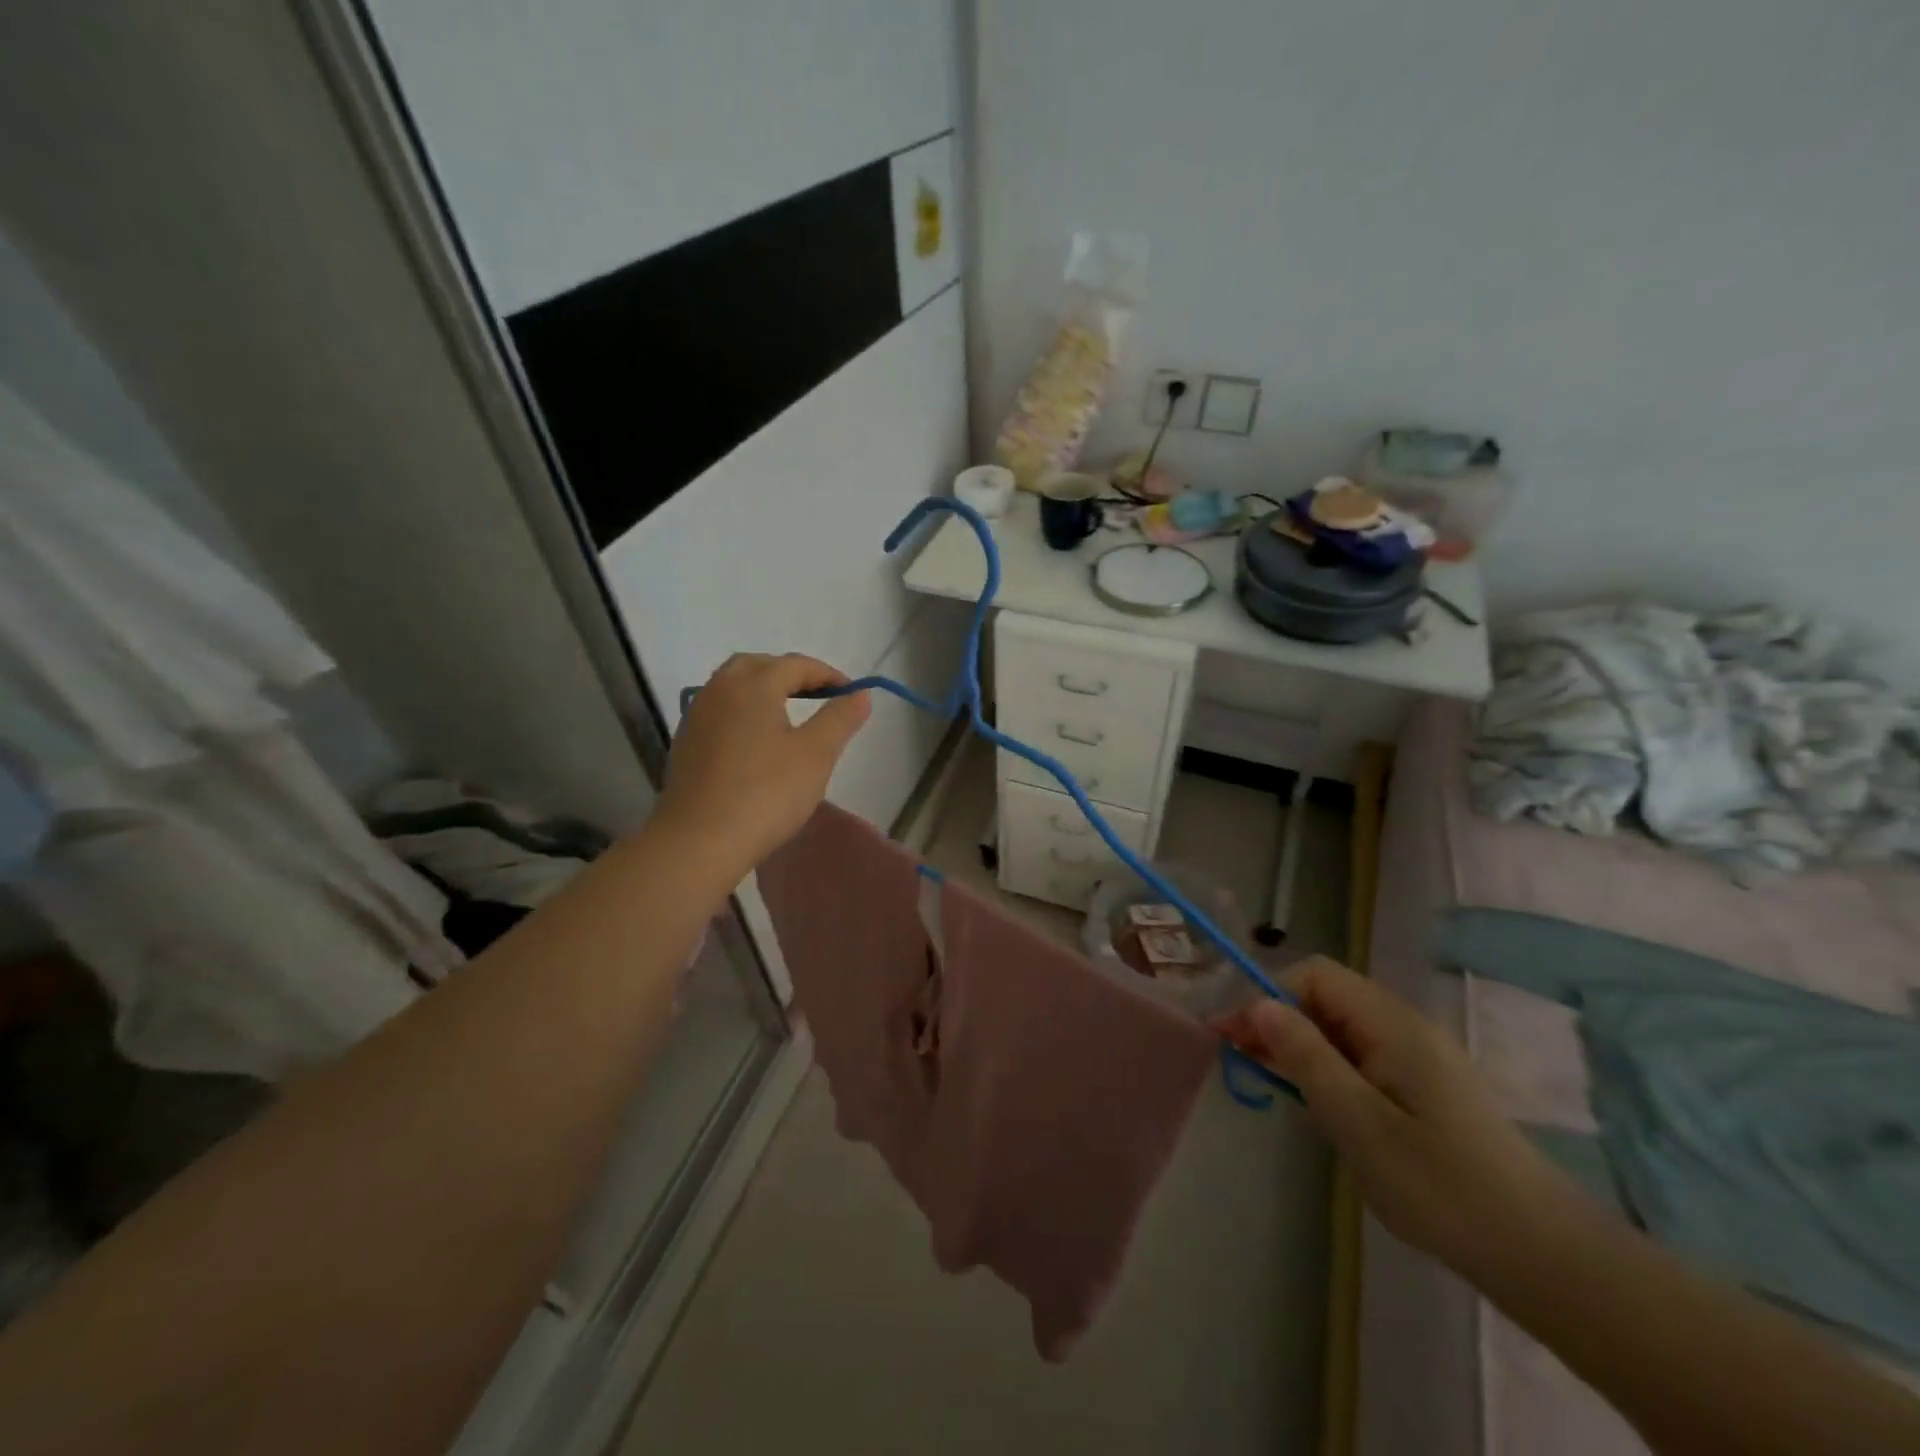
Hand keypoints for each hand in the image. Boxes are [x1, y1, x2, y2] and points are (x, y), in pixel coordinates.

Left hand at [654, 654, 870, 878]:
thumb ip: (840, 718)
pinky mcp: (686, 743)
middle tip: (816, 695)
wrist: (699, 841)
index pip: (795, 664)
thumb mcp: (816, 755)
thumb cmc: (766, 793)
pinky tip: (757, 742)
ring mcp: (697, 716)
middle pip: (758, 666)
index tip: (850, 693)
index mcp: (753, 685)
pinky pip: (719, 711)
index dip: (827, 675)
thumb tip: (860, 693)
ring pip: (733, 686)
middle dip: (789, 673)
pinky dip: (743, 712)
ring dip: (763, 690)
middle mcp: (719, 689)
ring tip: (789, 716)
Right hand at [1216, 957, 1571, 1272]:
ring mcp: (1418, 1057)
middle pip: (1325, 998)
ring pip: (1341, 1029)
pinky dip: (1328, 1069)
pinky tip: (1318, 1105)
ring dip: (1300, 1046)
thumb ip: (1305, 1056)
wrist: (1542, 1255)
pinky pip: (1361, 1057)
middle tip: (1240, 1060)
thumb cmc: (1440, 1185)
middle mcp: (1405, 1027)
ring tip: (1270, 1083)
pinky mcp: (1425, 1087)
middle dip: (1278, 1020)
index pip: (1315, 975)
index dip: (1269, 995)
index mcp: (1391, 1024)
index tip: (1236, 1037)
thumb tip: (1259, 1005)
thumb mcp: (1357, 1120)